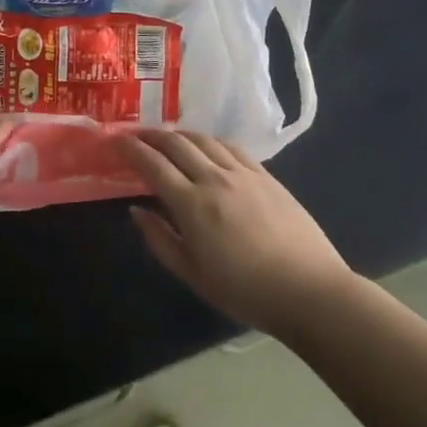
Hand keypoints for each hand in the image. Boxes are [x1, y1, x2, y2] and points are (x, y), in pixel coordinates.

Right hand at [120, 130, 356, 335]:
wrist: (310, 291)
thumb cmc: (246, 292)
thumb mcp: (193, 275)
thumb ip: (160, 240)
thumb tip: (136, 210)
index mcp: (192, 205)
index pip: (153, 164)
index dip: (131, 149)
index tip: (116, 141)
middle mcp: (214, 179)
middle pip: (175, 143)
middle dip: (151, 135)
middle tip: (136, 136)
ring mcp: (242, 173)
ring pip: (203, 139)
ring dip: (179, 134)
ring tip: (167, 138)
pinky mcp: (265, 175)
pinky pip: (230, 147)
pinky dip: (210, 141)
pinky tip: (206, 147)